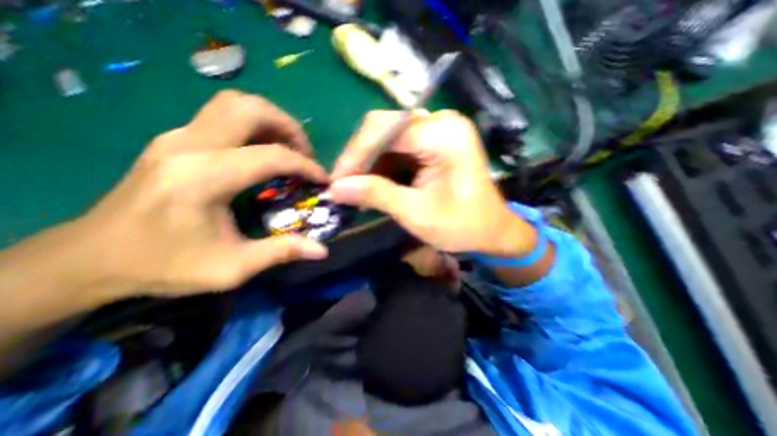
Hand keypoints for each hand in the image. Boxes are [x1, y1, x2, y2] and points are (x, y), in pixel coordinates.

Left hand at [72, 91, 327, 297]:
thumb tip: (322, 250)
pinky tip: (262, 153)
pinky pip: (224, 117)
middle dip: (288, 127)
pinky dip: (253, 127)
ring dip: (271, 121)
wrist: (93, 257)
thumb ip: (281, 253)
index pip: (271, 156)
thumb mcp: (232, 268)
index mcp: (204, 178)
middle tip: (305, 154)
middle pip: (250, 108)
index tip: (323, 180)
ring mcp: (178, 137)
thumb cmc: (166, 265)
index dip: (306, 166)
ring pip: (235, 104)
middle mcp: (189, 145)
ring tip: (288, 150)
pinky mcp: (176, 140)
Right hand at [331, 111, 538, 256]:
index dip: (355, 154)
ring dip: (369, 165)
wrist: (491, 231)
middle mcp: (440, 122)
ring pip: (387, 139)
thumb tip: (335, 189)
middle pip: (384, 129)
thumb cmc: (463, 226)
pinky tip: (374, 185)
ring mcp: (436, 131)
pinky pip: (397, 149)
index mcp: (443, 134)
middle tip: (343, 186)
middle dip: (360, 159)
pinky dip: (382, 167)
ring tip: (356, 189)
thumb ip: (376, 195)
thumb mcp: (417, 213)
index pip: (385, 128)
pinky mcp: (432, 144)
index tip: (337, 181)